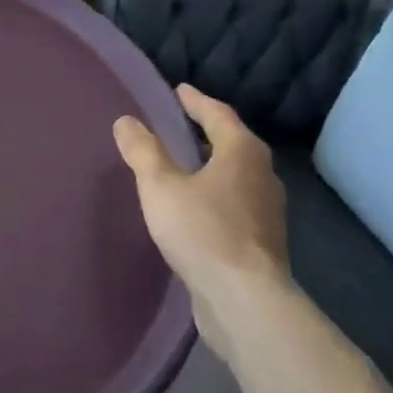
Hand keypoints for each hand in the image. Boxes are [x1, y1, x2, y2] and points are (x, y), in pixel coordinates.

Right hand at [113, 85, 288, 307]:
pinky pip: (235, 203)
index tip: (179, 90)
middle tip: (180, 124)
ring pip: (237, 175)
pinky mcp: (262, 242)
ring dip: (212, 165)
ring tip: (185, 164)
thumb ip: (143, 152)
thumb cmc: (203, 231)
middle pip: (233, 143)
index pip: (219, 115)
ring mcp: (267, 211)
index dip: (196, 101)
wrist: (245, 302)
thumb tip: (126, 121)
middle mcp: (263, 176)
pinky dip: (216, 194)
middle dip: (207, 132)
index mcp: (242, 152)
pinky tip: (196, 207)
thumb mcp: (161, 186)